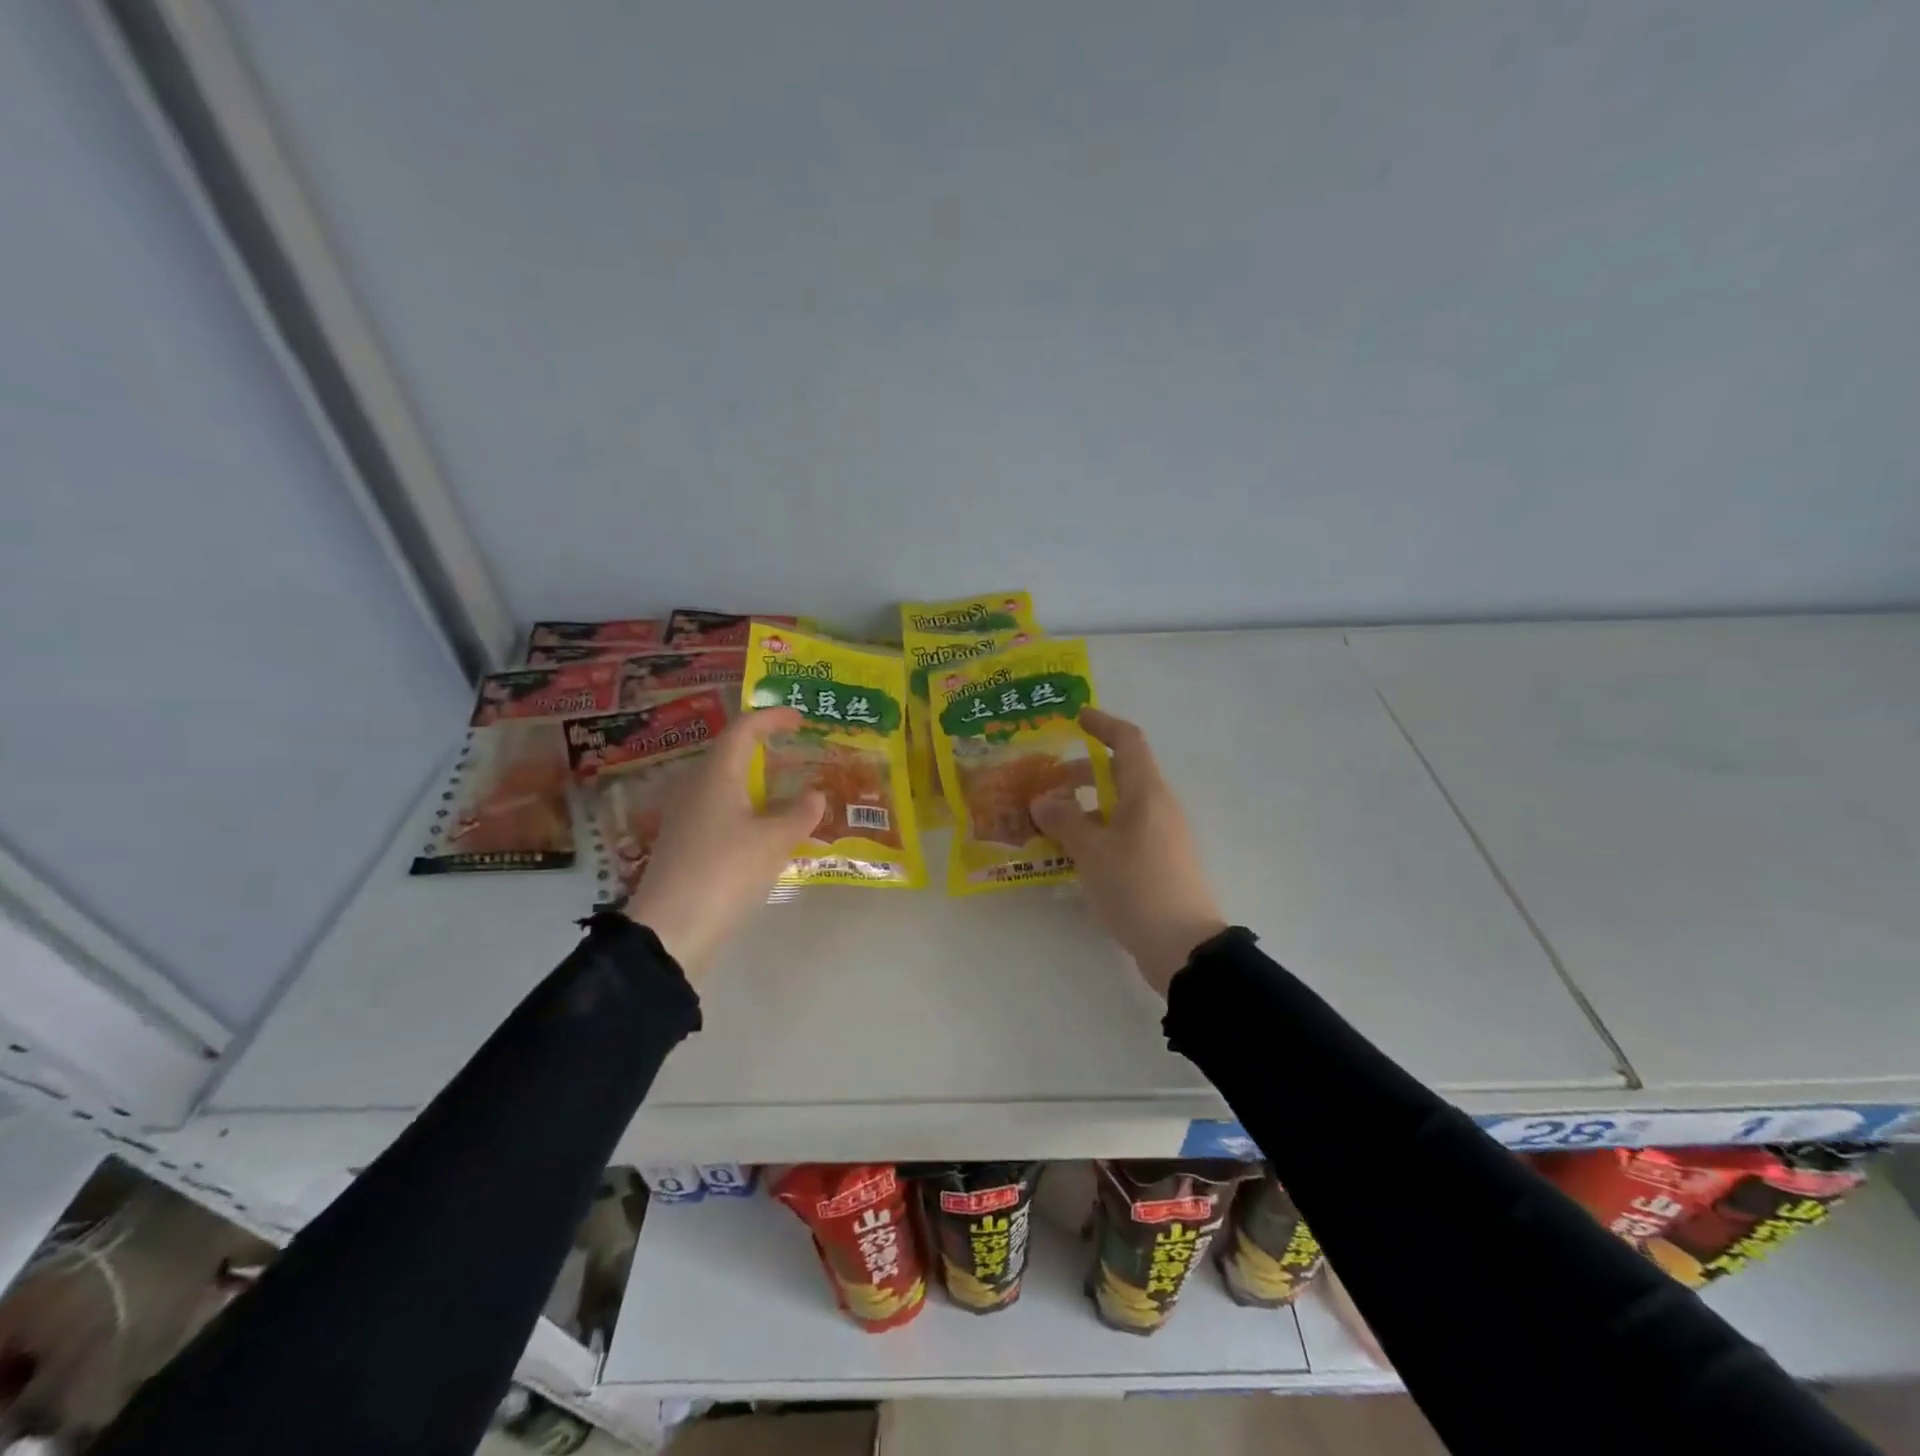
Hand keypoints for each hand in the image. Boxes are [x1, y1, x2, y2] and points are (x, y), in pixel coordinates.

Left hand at [626, 707, 824, 979]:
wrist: (670, 930)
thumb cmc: (726, 871)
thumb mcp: (774, 841)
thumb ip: (799, 814)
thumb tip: (816, 795)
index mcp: (716, 775)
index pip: (743, 730)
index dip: (771, 718)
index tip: (798, 718)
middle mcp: (695, 788)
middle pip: (729, 755)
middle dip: (761, 748)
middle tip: (793, 752)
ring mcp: (685, 818)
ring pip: (723, 786)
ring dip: (754, 783)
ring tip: (786, 792)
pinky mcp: (683, 846)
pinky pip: (719, 813)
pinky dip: (745, 811)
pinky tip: (764, 831)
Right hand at [1030, 707, 1227, 997]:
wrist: (1184, 946)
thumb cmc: (1137, 886)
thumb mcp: (1092, 851)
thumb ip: (1065, 820)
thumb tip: (1042, 800)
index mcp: (1146, 792)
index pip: (1127, 741)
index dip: (1102, 724)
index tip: (1076, 718)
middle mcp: (1158, 806)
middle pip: (1121, 774)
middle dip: (1083, 773)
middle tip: (1047, 784)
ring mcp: (1163, 835)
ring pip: (1121, 806)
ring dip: (1088, 806)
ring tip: (1052, 822)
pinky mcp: (1161, 862)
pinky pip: (1126, 832)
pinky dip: (1099, 831)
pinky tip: (1075, 853)